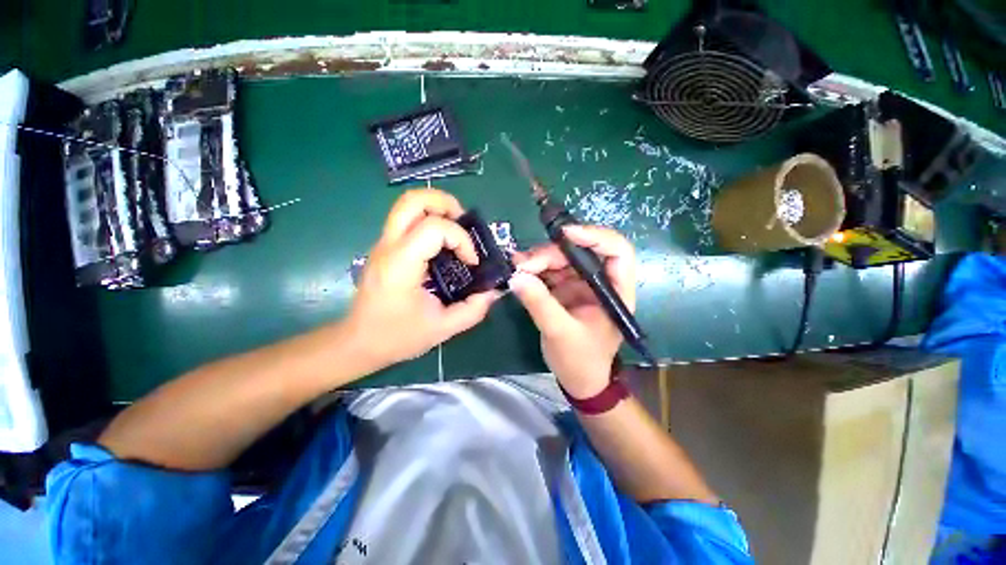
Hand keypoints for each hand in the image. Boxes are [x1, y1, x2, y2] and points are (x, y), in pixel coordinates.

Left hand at [346, 189, 499, 368]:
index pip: (434, 228)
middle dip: (445, 203)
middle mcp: (389, 246)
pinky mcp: (385, 248)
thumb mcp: (442, 328)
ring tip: (456, 232)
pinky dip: (429, 221)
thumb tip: (491, 292)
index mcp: (401, 264)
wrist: (359, 343)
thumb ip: (472, 310)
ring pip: (407, 205)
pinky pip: (408, 220)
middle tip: (464, 224)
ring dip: (437, 209)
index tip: (471, 263)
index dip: (461, 239)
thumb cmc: (397, 336)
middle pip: (413, 200)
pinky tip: (443, 246)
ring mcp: (383, 244)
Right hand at [511, 225, 635, 397]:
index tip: (564, 234)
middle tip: (524, 263)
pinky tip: (519, 270)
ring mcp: (581, 284)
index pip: (617, 251)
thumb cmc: (581, 360)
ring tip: (517, 265)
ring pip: (562, 258)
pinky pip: (549, 271)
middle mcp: (600, 282)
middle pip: (580, 252)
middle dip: (552, 253)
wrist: (578, 379)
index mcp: (615, 291)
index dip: (594, 236)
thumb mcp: (560, 333)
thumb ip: (540, 304)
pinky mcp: (564, 289)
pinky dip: (534, 268)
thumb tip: (516, 277)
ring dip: (539, 259)